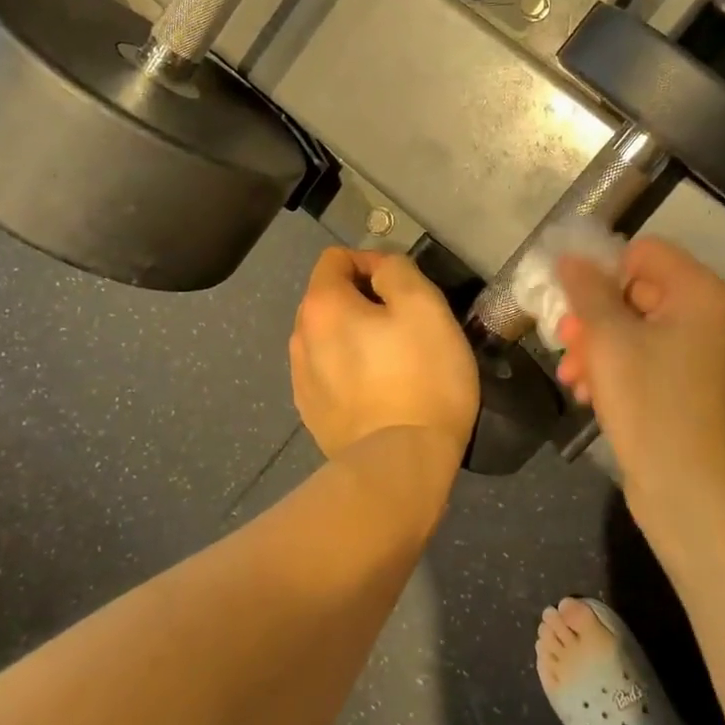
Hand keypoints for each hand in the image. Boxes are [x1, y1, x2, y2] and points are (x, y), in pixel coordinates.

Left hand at [290, 248, 479, 464]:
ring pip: (329, 338)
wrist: (401, 466)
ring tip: (394, 361)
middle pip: (330, 298)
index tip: (405, 291)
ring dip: (356, 337)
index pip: (336, 258)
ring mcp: (302, 380)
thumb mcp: (425, 306)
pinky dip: (351, 371)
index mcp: (322, 306)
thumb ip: (397, 270)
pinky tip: (380, 392)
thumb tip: (379, 268)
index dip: (372, 262)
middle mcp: (300, 338)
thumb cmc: (422, 378)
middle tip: (406, 325)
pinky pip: (330, 373)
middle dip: (364, 301)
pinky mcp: (312, 414)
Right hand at [556, 238, 724, 501]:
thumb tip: (570, 257)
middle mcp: (703, 315)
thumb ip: (586, 290)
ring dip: (595, 346)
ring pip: (631, 327)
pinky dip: (611, 368)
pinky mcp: (682, 383)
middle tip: (564, 341)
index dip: (604, 270)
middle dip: (593, 315)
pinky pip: (640, 357)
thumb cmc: (649, 402)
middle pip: (635, 290)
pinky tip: (585, 393)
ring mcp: (695, 351)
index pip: (643, 252)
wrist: (686, 488)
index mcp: (698, 292)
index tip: (573, 300)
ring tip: (571, 375)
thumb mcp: (608, 338)